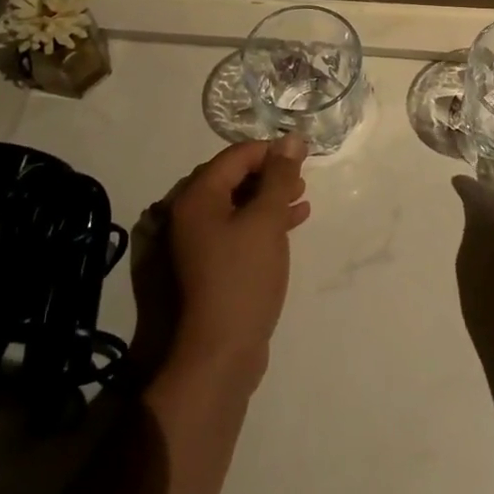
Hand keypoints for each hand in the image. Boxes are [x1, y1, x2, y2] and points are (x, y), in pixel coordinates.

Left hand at [162, 136, 310, 393]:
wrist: (219, 354)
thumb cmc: (242, 279)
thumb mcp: (266, 221)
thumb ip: (280, 178)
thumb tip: (291, 139)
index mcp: (196, 198)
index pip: (235, 156)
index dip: (271, 150)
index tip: (303, 153)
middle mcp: (190, 215)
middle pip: (233, 178)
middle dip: (270, 173)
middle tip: (303, 174)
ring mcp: (198, 242)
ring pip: (238, 204)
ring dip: (270, 197)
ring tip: (302, 197)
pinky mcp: (211, 265)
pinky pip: (239, 229)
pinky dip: (264, 222)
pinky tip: (293, 222)